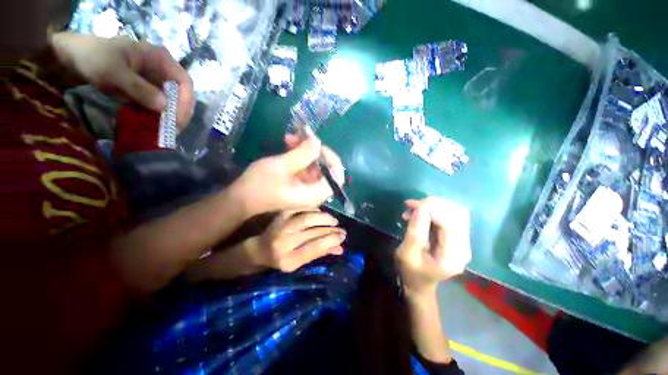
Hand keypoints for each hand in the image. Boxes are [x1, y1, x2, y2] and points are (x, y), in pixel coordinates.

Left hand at [51, 32, 193, 127]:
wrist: (73, 57)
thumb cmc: (93, 57)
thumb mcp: (114, 71)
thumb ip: (139, 88)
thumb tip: (164, 107)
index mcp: (160, 59)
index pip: (184, 82)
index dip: (186, 101)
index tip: (178, 119)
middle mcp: (162, 70)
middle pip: (182, 94)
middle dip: (180, 112)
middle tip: (173, 129)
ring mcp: (154, 80)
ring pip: (172, 101)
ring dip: (170, 117)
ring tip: (165, 131)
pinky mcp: (146, 89)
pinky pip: (158, 105)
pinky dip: (158, 116)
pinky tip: (154, 125)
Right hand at [233, 135, 344, 215]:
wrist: (240, 199)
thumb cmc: (259, 185)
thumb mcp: (282, 166)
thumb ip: (303, 153)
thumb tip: (318, 141)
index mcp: (315, 194)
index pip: (336, 176)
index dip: (330, 158)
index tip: (316, 144)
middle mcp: (315, 193)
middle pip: (326, 168)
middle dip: (314, 150)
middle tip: (301, 136)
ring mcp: (307, 188)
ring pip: (315, 166)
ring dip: (305, 150)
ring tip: (290, 138)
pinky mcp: (299, 184)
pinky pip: (305, 168)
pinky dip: (299, 156)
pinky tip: (289, 145)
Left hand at [246, 209, 345, 271]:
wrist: (259, 249)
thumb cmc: (281, 260)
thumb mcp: (299, 263)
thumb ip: (319, 254)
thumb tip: (340, 248)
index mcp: (288, 259)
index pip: (313, 248)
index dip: (331, 241)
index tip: (342, 236)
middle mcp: (283, 242)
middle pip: (312, 232)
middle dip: (330, 229)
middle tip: (341, 228)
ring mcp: (280, 227)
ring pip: (307, 218)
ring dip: (323, 218)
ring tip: (333, 220)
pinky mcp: (281, 215)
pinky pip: (300, 210)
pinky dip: (312, 210)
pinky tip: (320, 213)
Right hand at [396, 198, 471, 295]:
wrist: (419, 283)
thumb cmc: (410, 272)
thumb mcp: (407, 254)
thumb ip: (415, 232)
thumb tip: (421, 209)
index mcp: (452, 256)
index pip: (449, 222)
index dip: (431, 208)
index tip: (410, 205)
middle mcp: (464, 247)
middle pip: (456, 213)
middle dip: (432, 204)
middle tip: (410, 206)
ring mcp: (463, 241)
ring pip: (455, 211)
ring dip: (433, 205)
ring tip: (414, 209)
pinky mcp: (458, 236)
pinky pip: (450, 214)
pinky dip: (435, 209)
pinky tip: (421, 212)